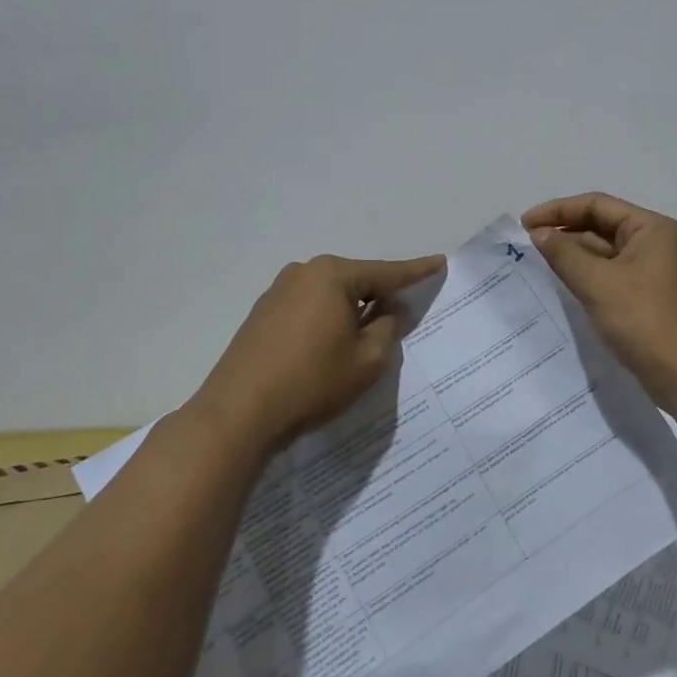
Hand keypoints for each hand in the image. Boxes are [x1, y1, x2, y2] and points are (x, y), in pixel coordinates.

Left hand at [196, 253, 444, 449]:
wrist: (237, 414)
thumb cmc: (311, 382)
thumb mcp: (367, 360)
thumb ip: (387, 328)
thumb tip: (389, 309)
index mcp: (332, 275)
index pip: (386, 272)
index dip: (416, 271)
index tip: (439, 262)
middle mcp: (303, 273)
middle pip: (355, 280)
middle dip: (379, 296)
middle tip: (401, 315)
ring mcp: (277, 292)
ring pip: (330, 296)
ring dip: (350, 311)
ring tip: (364, 338)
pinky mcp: (261, 315)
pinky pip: (308, 309)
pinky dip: (326, 321)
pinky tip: (328, 347)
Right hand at [522, 193, 676, 401]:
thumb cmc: (645, 321)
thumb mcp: (598, 283)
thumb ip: (564, 254)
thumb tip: (538, 233)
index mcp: (650, 228)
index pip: (597, 205)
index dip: (558, 210)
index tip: (524, 224)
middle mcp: (652, 243)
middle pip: (600, 225)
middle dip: (564, 232)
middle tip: (526, 244)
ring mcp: (649, 271)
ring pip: (602, 252)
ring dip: (572, 254)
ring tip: (536, 262)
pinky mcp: (644, 296)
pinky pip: (608, 275)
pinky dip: (584, 275)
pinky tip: (560, 284)